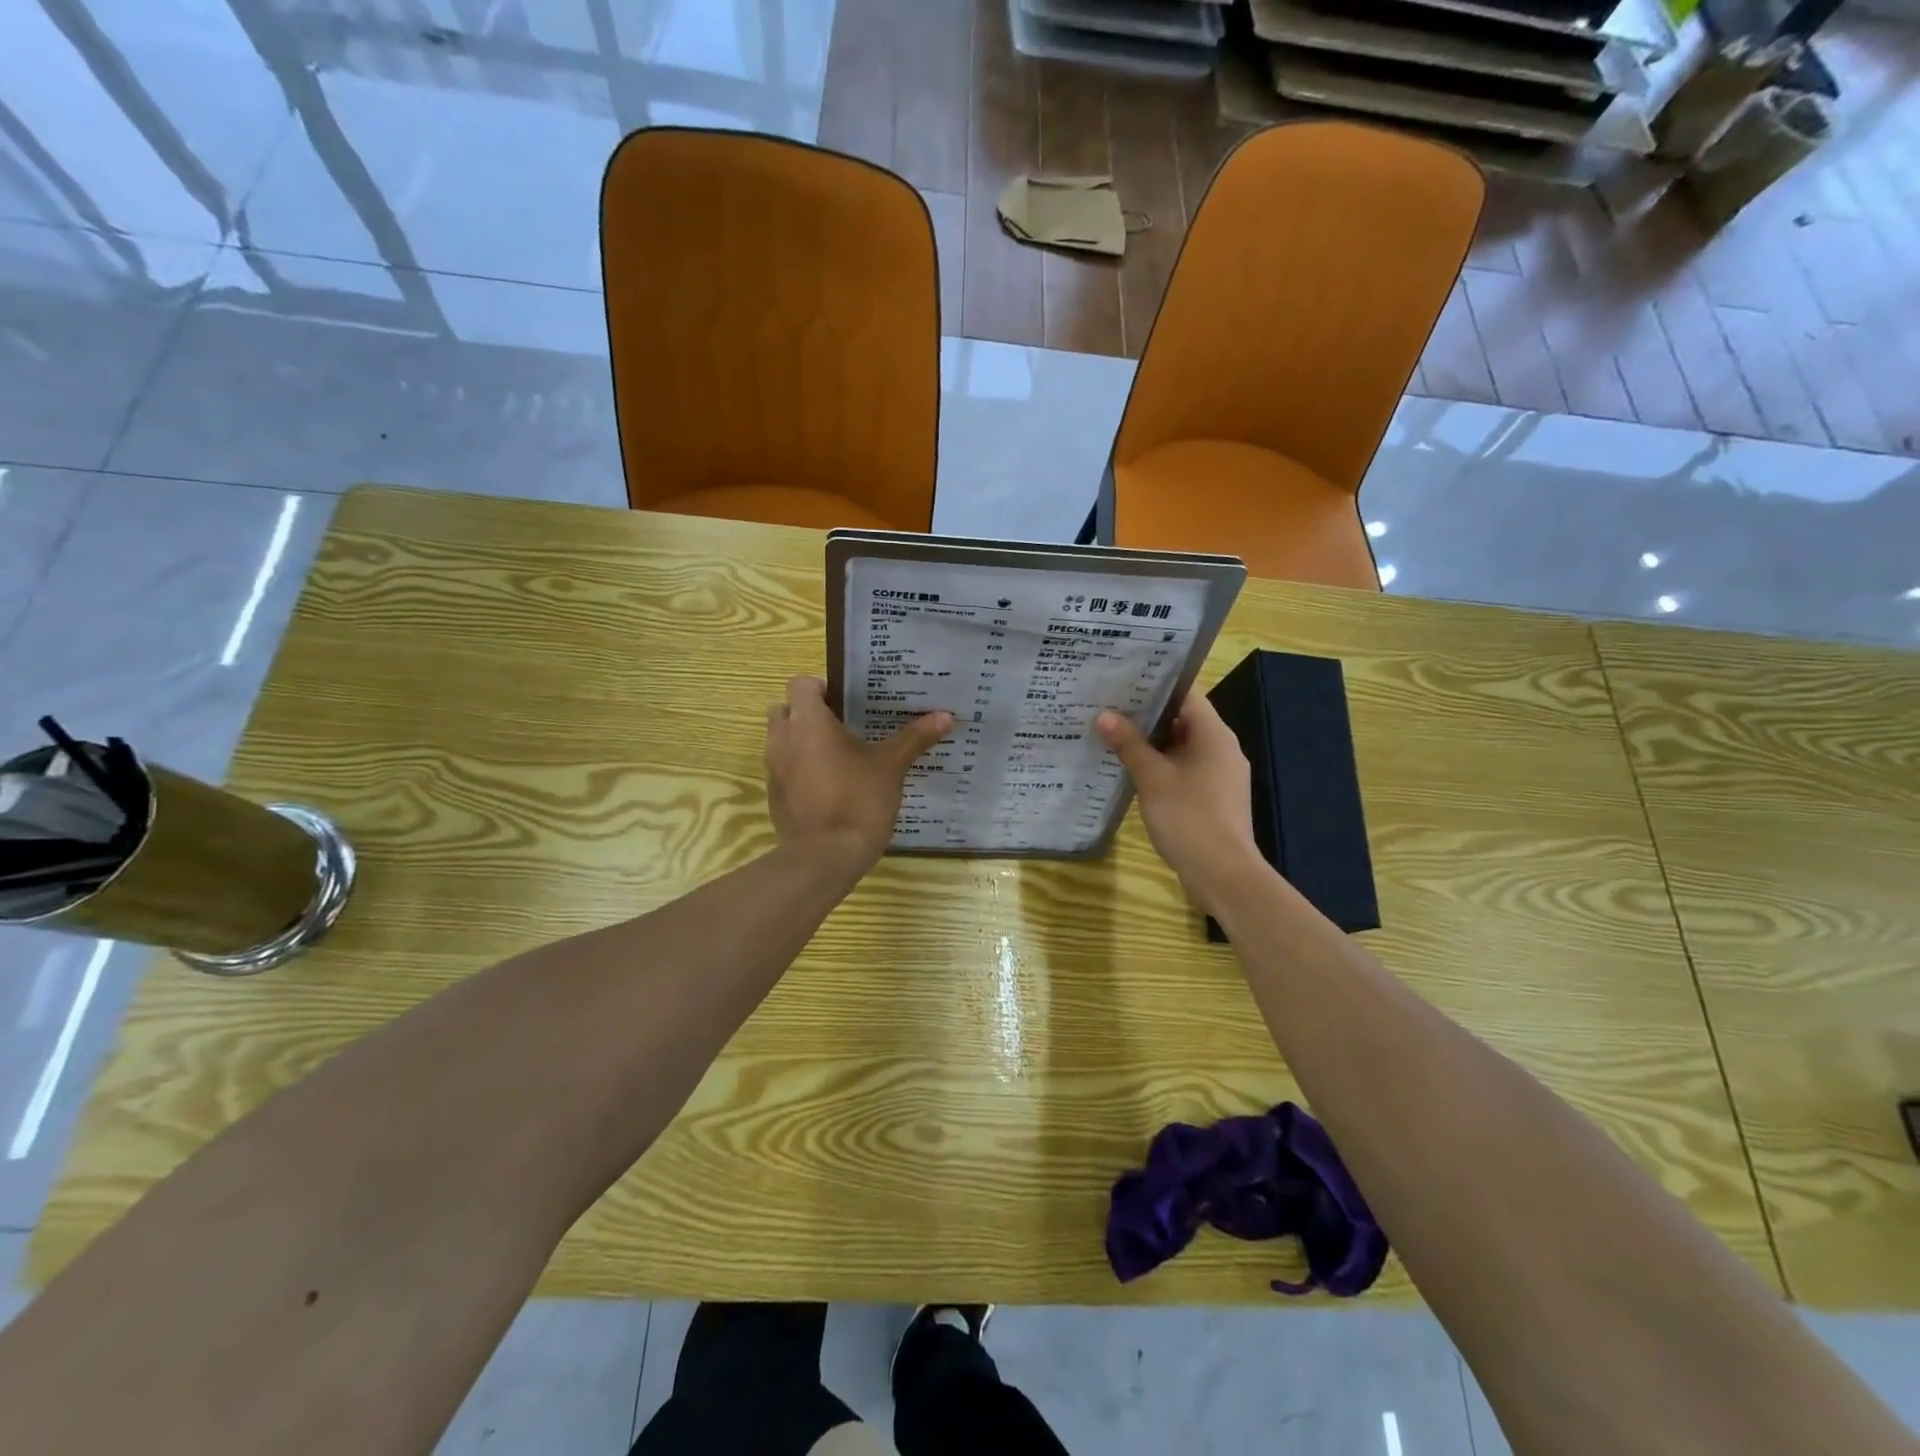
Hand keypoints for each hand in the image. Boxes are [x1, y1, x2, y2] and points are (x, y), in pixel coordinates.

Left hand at [765, 676, 952, 867]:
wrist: (826, 856)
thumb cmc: (859, 799)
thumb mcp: (891, 766)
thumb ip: (915, 737)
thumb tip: (947, 716)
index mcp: (809, 722)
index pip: (801, 683)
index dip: (822, 688)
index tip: (846, 703)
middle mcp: (782, 739)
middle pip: (785, 709)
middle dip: (807, 713)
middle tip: (841, 726)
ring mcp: (774, 769)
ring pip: (781, 741)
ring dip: (801, 741)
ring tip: (837, 756)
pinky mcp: (774, 796)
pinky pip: (783, 770)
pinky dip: (798, 770)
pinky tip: (828, 787)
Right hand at [1097, 694, 1260, 915]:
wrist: (1222, 874)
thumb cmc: (1189, 817)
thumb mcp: (1153, 778)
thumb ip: (1129, 744)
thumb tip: (1104, 715)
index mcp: (1214, 735)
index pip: (1186, 695)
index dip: (1155, 686)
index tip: (1123, 681)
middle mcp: (1222, 749)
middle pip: (1182, 721)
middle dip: (1146, 716)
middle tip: (1108, 706)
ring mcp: (1219, 776)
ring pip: (1181, 748)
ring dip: (1151, 744)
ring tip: (1112, 735)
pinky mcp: (1212, 798)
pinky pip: (1184, 771)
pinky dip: (1160, 767)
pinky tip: (1131, 771)